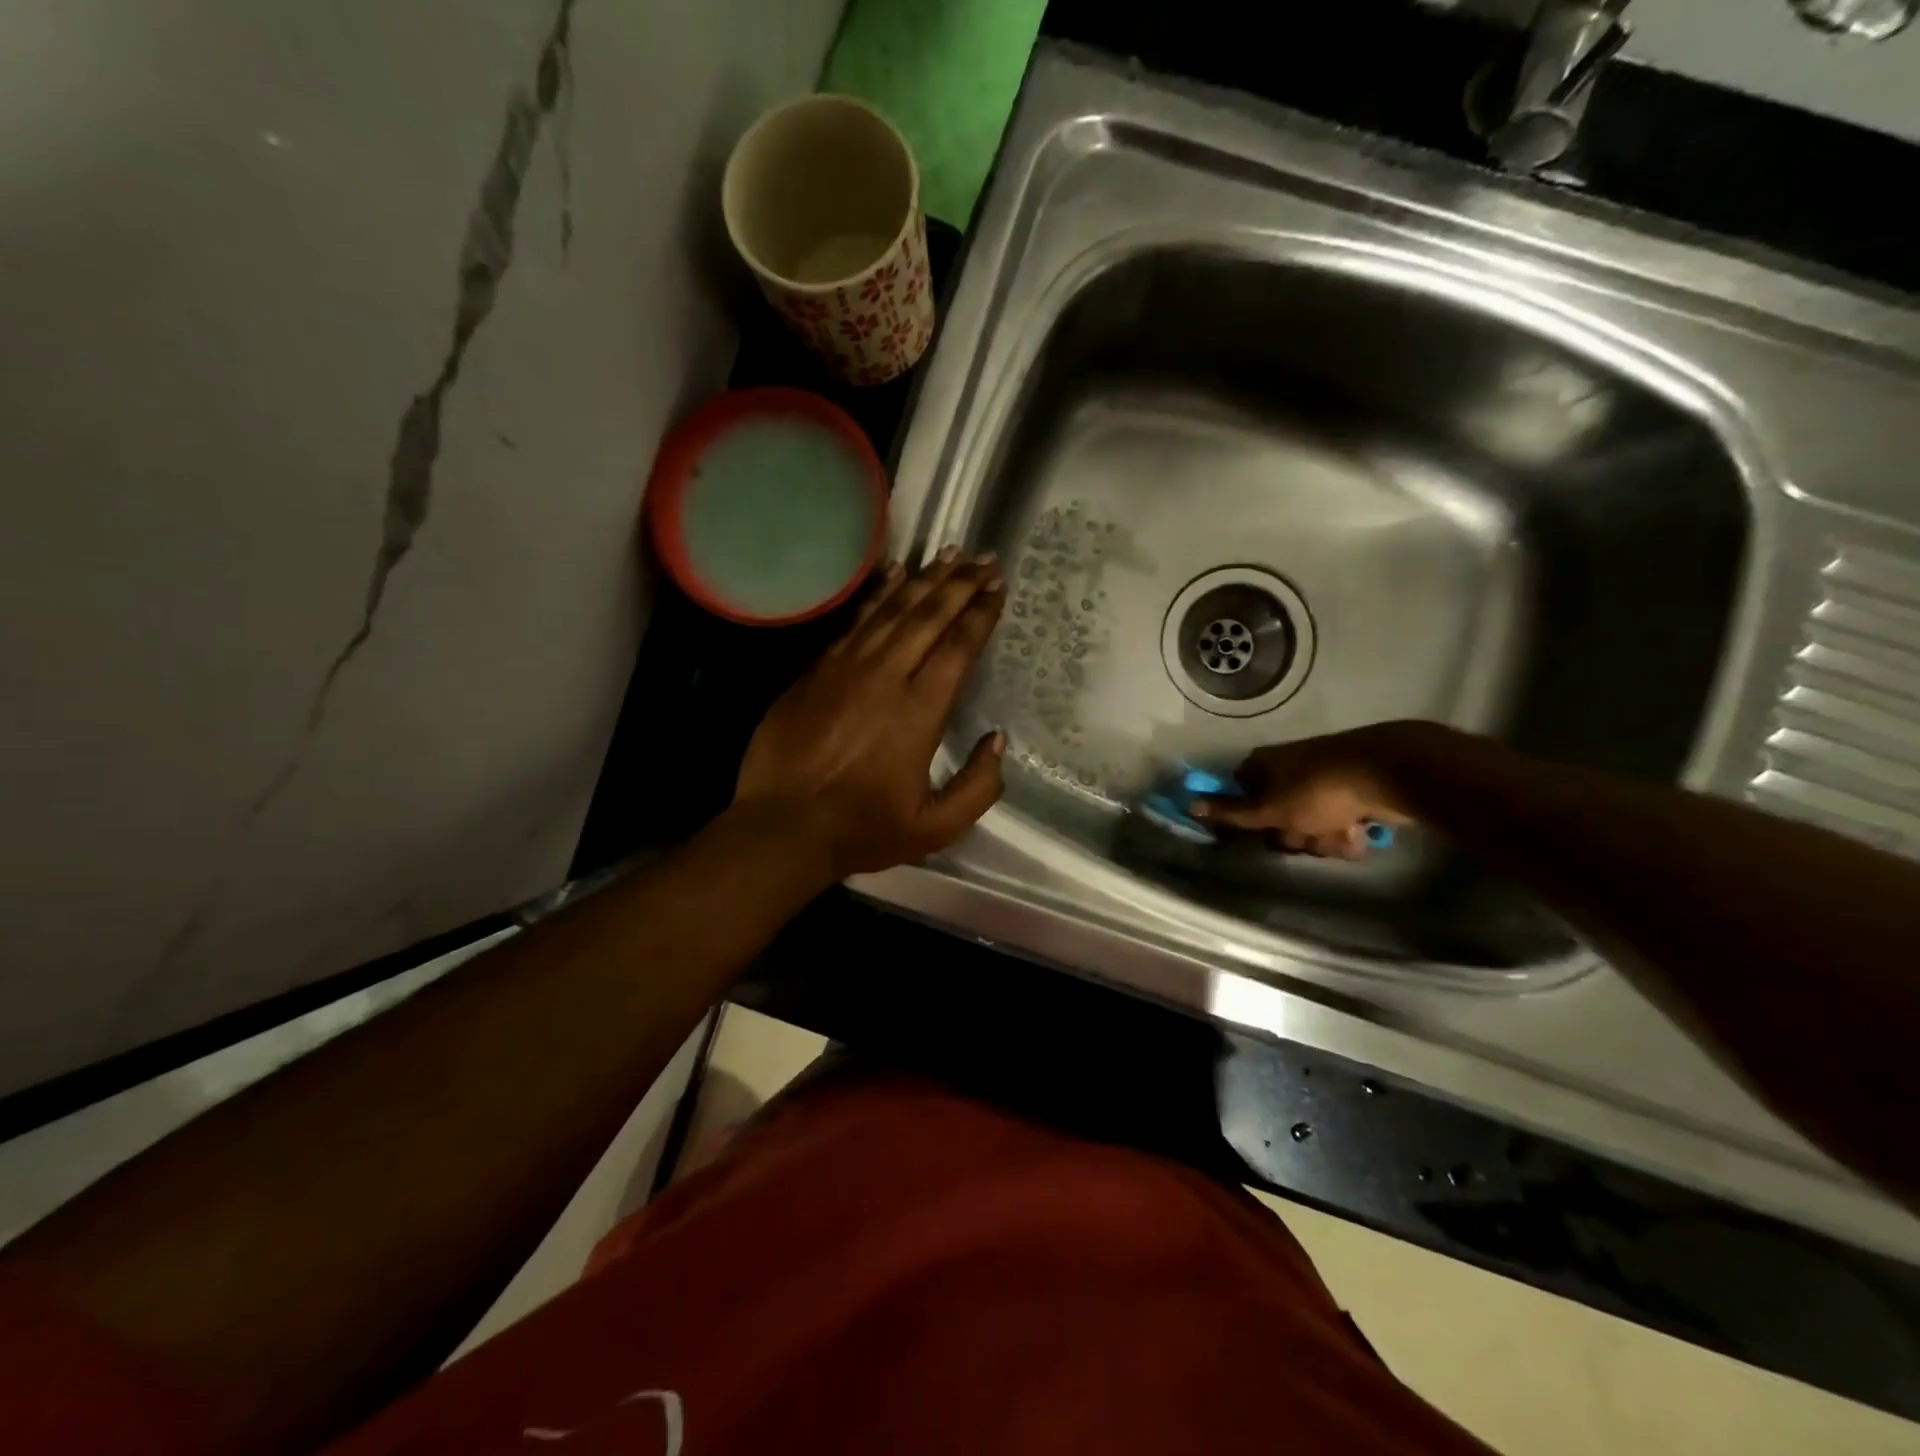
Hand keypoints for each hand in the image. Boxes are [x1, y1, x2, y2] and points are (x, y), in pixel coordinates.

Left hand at [734, 548, 1006, 877]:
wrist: (783, 826)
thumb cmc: (862, 829)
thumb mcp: (935, 828)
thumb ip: (978, 787)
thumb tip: (997, 741)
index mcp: (920, 711)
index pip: (958, 647)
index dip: (981, 613)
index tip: (998, 587)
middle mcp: (886, 676)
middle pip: (928, 616)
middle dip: (960, 584)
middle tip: (984, 558)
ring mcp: (846, 667)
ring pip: (892, 610)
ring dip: (924, 579)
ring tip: (948, 554)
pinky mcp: (816, 669)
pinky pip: (854, 621)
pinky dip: (877, 594)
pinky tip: (893, 574)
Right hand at [1191, 722, 1437, 859]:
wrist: (1389, 773)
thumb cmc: (1318, 791)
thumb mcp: (1269, 808)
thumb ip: (1231, 812)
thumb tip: (1188, 803)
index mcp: (1263, 765)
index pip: (1240, 794)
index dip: (1248, 818)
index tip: (1261, 833)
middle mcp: (1288, 769)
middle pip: (1277, 815)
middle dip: (1293, 834)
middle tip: (1306, 837)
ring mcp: (1321, 779)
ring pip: (1309, 823)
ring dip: (1322, 839)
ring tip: (1342, 836)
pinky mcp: (1352, 790)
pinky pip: (1338, 820)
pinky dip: (1346, 832)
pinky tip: (1360, 834)